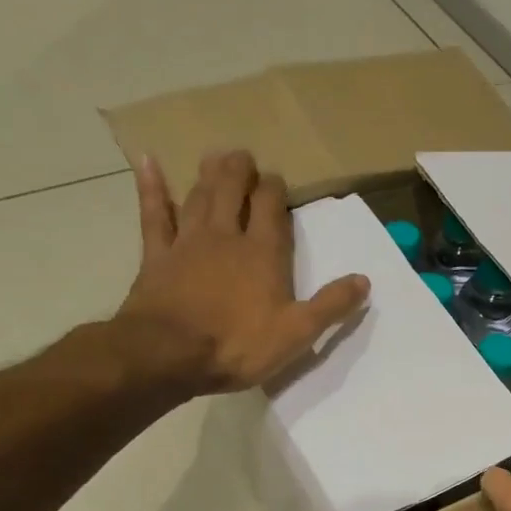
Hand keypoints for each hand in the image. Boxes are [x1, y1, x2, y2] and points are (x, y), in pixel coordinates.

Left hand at [114, 151, 368, 396]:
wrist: (169, 354)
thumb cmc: (238, 345)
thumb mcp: (297, 332)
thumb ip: (331, 304)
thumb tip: (364, 280)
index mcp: (263, 254)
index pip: (271, 208)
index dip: (275, 189)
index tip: (277, 179)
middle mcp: (226, 237)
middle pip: (233, 192)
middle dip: (240, 172)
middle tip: (244, 156)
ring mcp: (187, 243)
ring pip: (199, 197)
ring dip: (208, 175)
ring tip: (215, 156)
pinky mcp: (156, 256)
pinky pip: (153, 214)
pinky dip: (150, 187)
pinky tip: (147, 162)